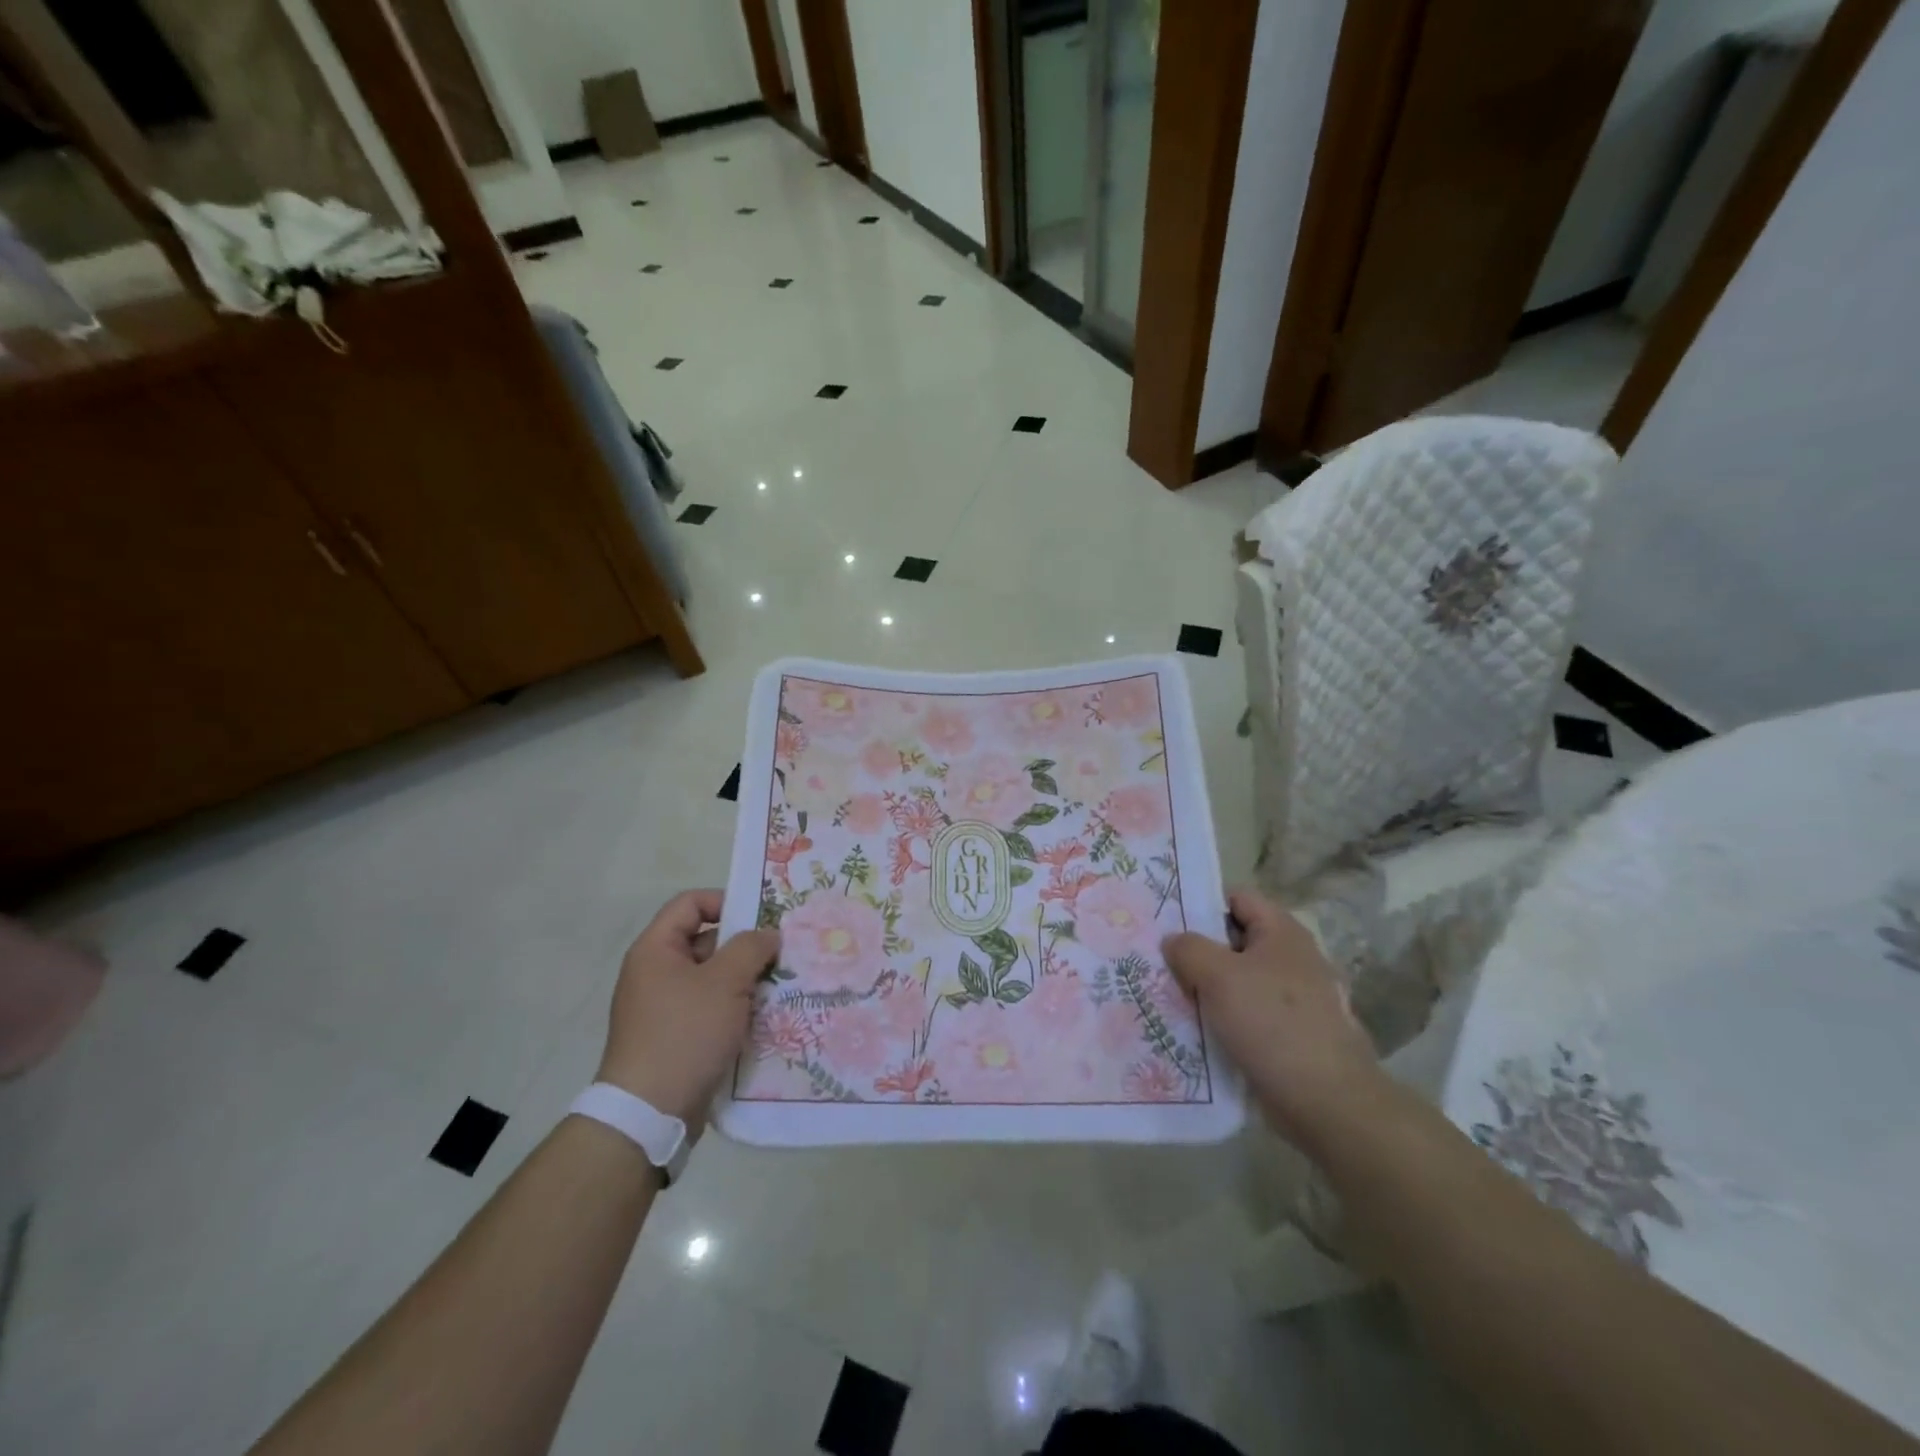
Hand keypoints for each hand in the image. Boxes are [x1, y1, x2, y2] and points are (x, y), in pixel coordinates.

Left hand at [597, 890, 779, 1128]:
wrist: (649, 1113)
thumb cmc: (685, 1033)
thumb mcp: (725, 982)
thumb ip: (750, 948)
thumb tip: (768, 934)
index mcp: (656, 949)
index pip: (691, 903)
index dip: (726, 901)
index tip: (762, 918)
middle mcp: (656, 972)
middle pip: (706, 940)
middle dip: (745, 946)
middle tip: (782, 953)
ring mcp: (664, 1007)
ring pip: (713, 978)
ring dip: (745, 979)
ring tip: (781, 985)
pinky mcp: (676, 1036)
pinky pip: (711, 1008)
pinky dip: (736, 1008)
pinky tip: (766, 1016)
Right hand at [1163, 888, 1384, 1147]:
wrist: (1327, 1102)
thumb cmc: (1272, 1024)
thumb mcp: (1218, 976)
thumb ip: (1189, 949)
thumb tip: (1174, 941)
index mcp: (1283, 933)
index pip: (1238, 898)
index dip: (1203, 904)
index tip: (1168, 921)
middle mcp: (1294, 959)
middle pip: (1236, 940)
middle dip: (1200, 950)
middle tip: (1161, 961)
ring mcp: (1297, 1000)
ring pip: (1240, 981)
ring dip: (1209, 988)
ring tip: (1171, 996)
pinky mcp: (1293, 1035)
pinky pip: (1249, 1015)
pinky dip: (1225, 1019)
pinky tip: (1197, 1030)